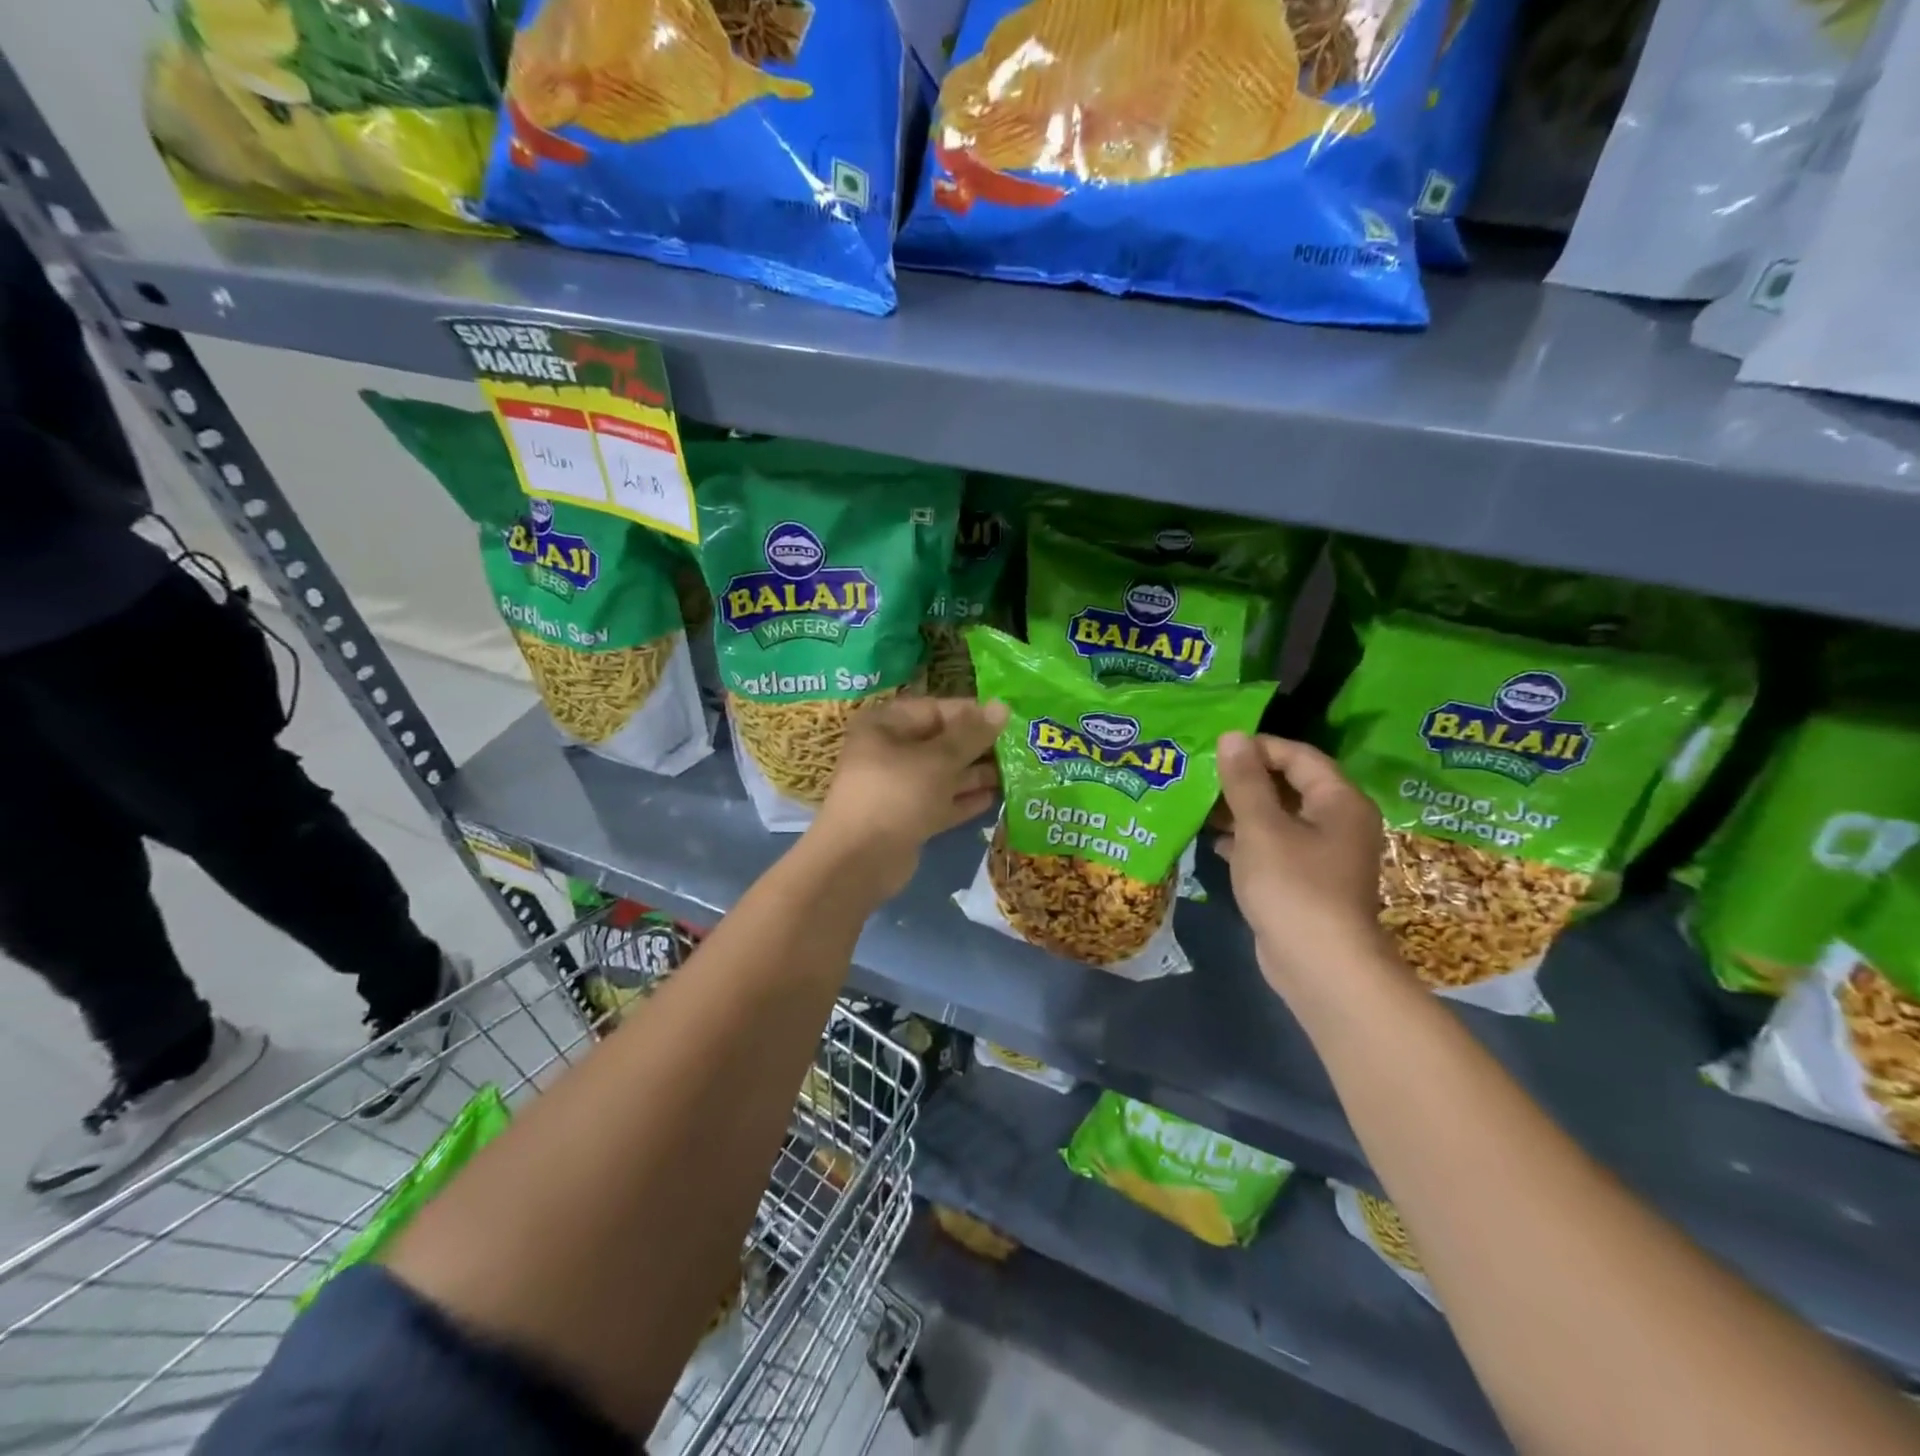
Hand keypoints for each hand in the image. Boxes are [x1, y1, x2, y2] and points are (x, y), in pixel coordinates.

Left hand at [808, 696, 1007, 898]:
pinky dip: (964, 800)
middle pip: (940, 743)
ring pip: (942, 775)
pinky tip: (995, 798)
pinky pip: (940, 802)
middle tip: (1019, 748)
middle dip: (977, 746)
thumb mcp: (938, 759)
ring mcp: (898, 788)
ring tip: (1016, 772)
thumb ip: (972, 734)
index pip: (935, 710)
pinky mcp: (907, 819)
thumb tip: (1002, 706)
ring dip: (975, 774)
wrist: (860, 861)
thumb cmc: (897, 794)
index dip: (972, 713)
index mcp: (886, 726)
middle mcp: (889, 752)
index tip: (1009, 720)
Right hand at [1211, 732, 1389, 993]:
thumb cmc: (1293, 886)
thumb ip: (1244, 781)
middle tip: (1201, 774)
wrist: (1320, 966)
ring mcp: (1323, 855)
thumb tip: (1232, 736)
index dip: (1257, 748)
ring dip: (1241, 810)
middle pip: (1289, 785)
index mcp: (1338, 801)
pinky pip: (1274, 847)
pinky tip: (1214, 842)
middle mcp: (1337, 822)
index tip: (1215, 750)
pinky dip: (1247, 841)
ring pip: (1278, 818)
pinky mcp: (1305, 882)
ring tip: (1199, 803)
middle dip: (1245, 779)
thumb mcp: (1261, 828)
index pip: (1298, 756)